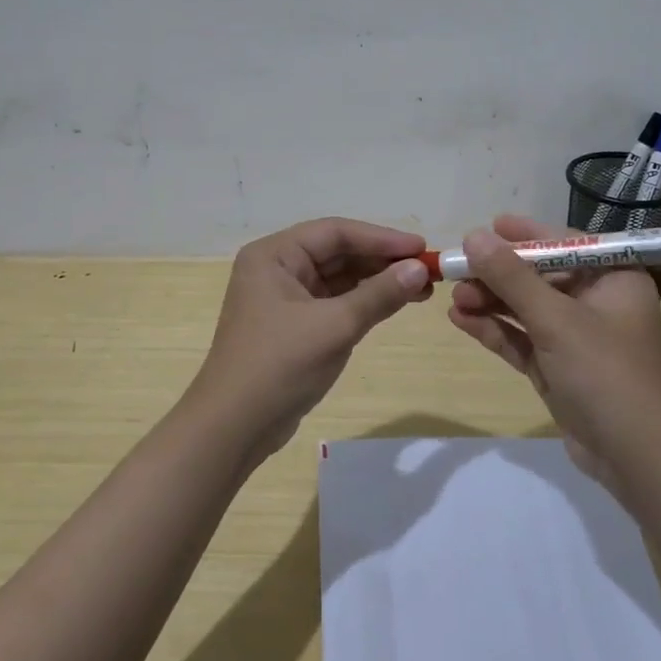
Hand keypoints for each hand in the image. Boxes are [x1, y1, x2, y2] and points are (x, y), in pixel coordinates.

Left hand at [187, 218, 429, 462]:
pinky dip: (363, 303)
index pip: (335, 233)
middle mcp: (276, 268)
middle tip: (427, 271)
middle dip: (382, 261)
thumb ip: (379, 294)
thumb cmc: (279, 365)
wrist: (234, 427)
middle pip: (337, 253)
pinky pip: (334, 302)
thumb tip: (420, 270)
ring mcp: (284, 298)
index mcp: (274, 255)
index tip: (421, 248)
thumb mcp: (335, 326)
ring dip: (377, 282)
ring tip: (421, 289)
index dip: (381, 238)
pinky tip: (394, 304)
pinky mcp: (293, 326)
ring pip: (339, 279)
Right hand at [447, 215, 660, 494]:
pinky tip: (460, 320)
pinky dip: (494, 330)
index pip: (564, 244)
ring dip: (491, 302)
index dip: (524, 235)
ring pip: (525, 308)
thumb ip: (512, 278)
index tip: (487, 227)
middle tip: (456, 269)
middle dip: (498, 274)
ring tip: (452, 297)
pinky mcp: (557, 366)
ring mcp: (575, 337)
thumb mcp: (556, 320)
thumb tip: (474, 236)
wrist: (633, 456)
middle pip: (539, 276)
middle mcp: (596, 301)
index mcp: (613, 278)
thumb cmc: (605, 373)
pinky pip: (522, 339)